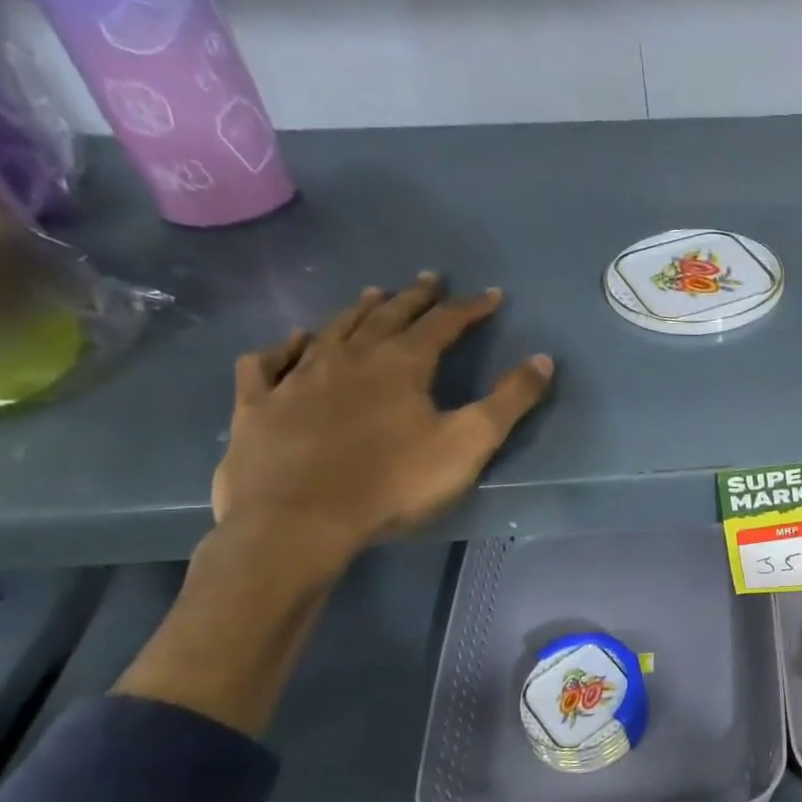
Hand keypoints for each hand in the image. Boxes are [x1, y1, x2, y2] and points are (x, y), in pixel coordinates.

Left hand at [211, 273, 553, 574]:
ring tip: (374, 294)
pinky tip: (292, 342)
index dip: (471, 308)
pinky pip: (268, 363)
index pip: (443, 323)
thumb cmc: (392, 483)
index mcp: (401, 364)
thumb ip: (509, 401)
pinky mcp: (259, 405)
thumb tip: (543, 359)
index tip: (492, 295)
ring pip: (332, 330)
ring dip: (358, 310)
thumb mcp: (468, 444)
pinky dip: (283, 347)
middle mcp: (348, 357)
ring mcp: (297, 378)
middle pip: (387, 316)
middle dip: (414, 297)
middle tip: (430, 279)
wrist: (297, 522)